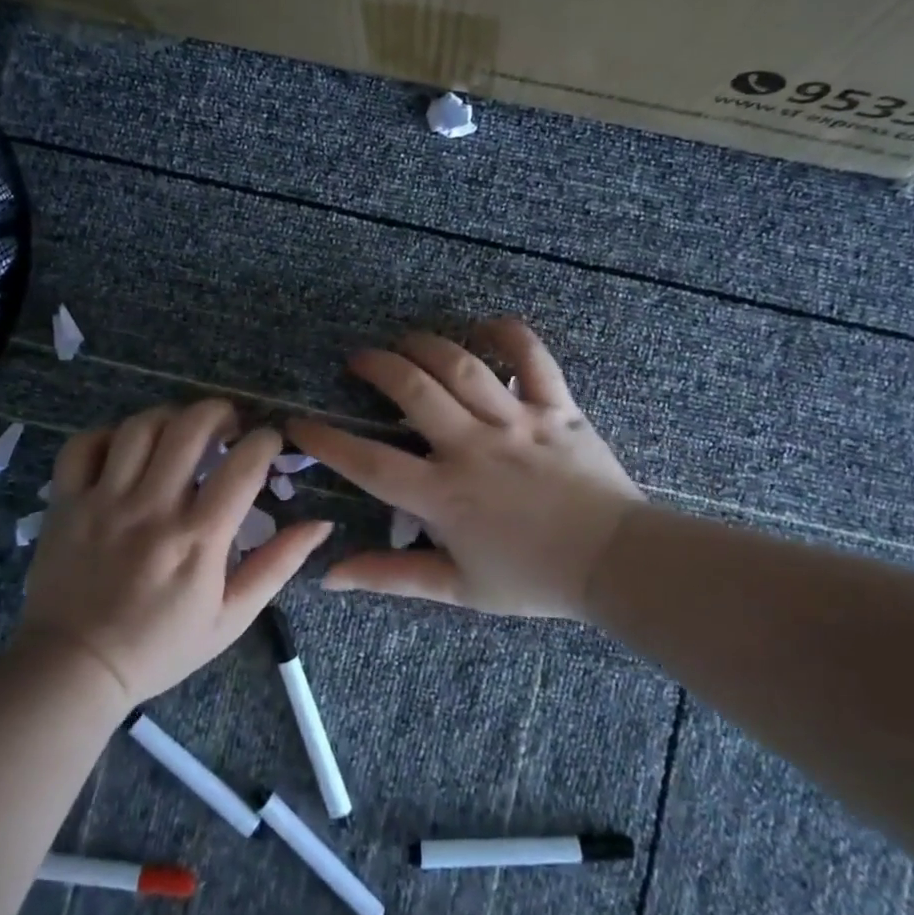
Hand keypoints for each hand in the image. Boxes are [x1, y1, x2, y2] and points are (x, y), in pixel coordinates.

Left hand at [18, 400, 333, 703]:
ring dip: (170, 417)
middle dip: (219, 412)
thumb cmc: (160, 646)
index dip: (265, 441)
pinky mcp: (66, 503)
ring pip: (140, 427)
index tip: (269, 443)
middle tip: (228, 425)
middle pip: (190, 426)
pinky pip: (83, 446)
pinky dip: (108, 435)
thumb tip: (321, 522)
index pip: (243, 464)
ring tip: (181, 432)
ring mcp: (103, 502)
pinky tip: (126, 449)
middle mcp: (152, 509)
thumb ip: (277, 565)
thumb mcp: (232, 617)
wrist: (74, 671)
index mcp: (198, 538)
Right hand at [286, 318, 643, 619]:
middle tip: (358, 360)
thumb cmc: (533, 579)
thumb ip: (391, 576)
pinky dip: (509, 334)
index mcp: (444, 495)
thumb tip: (329, 576)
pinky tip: (485, 326)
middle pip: (413, 390)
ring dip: (425, 345)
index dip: (327, 441)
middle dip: (376, 366)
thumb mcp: (458, 588)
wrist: (615, 563)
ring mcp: (517, 422)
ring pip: (462, 366)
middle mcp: (473, 448)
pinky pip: (532, 357)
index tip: (298, 423)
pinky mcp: (556, 407)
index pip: (370, 464)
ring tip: (404, 340)